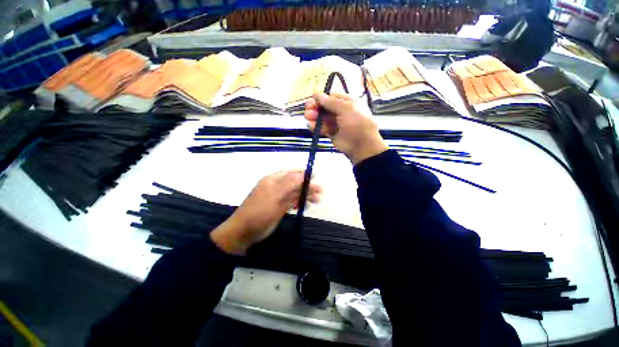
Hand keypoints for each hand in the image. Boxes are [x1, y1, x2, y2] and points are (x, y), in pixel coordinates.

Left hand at [210, 170, 321, 254]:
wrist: (244, 232)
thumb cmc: (259, 211)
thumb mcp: (275, 196)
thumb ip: (290, 184)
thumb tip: (304, 174)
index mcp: (273, 180)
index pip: (291, 173)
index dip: (303, 174)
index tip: (315, 177)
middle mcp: (276, 187)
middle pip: (294, 183)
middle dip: (307, 186)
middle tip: (320, 192)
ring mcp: (277, 198)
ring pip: (294, 193)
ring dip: (305, 195)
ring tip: (317, 200)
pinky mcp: (279, 208)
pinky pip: (291, 202)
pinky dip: (299, 203)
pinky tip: (306, 206)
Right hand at [304, 92, 387, 164]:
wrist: (361, 145)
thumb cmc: (356, 123)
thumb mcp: (346, 109)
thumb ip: (330, 102)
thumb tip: (316, 93)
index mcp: (347, 102)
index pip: (331, 97)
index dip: (321, 98)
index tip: (313, 100)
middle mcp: (341, 111)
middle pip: (325, 107)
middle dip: (315, 107)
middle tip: (308, 110)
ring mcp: (336, 123)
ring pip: (322, 117)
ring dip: (314, 116)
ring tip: (308, 117)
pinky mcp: (331, 133)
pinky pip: (322, 128)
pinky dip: (315, 127)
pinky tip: (311, 126)